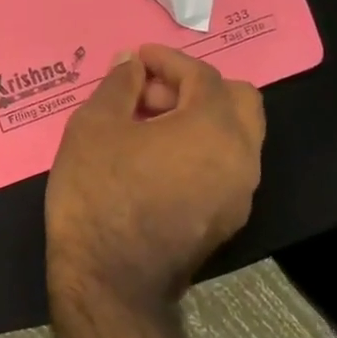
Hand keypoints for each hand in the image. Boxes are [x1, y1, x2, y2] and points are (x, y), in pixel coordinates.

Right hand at [45, 45, 264, 313]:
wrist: (110, 279)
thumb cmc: (98, 192)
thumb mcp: (94, 126)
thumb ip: (119, 85)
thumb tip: (132, 63)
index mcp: (214, 127)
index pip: (202, 75)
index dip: (168, 60)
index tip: (138, 58)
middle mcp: (242, 157)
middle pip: (239, 101)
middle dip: (195, 86)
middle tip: (148, 95)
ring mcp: (240, 194)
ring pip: (236, 136)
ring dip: (199, 119)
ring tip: (147, 128)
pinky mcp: (227, 222)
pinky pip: (224, 167)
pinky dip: (200, 150)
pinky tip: (155, 162)